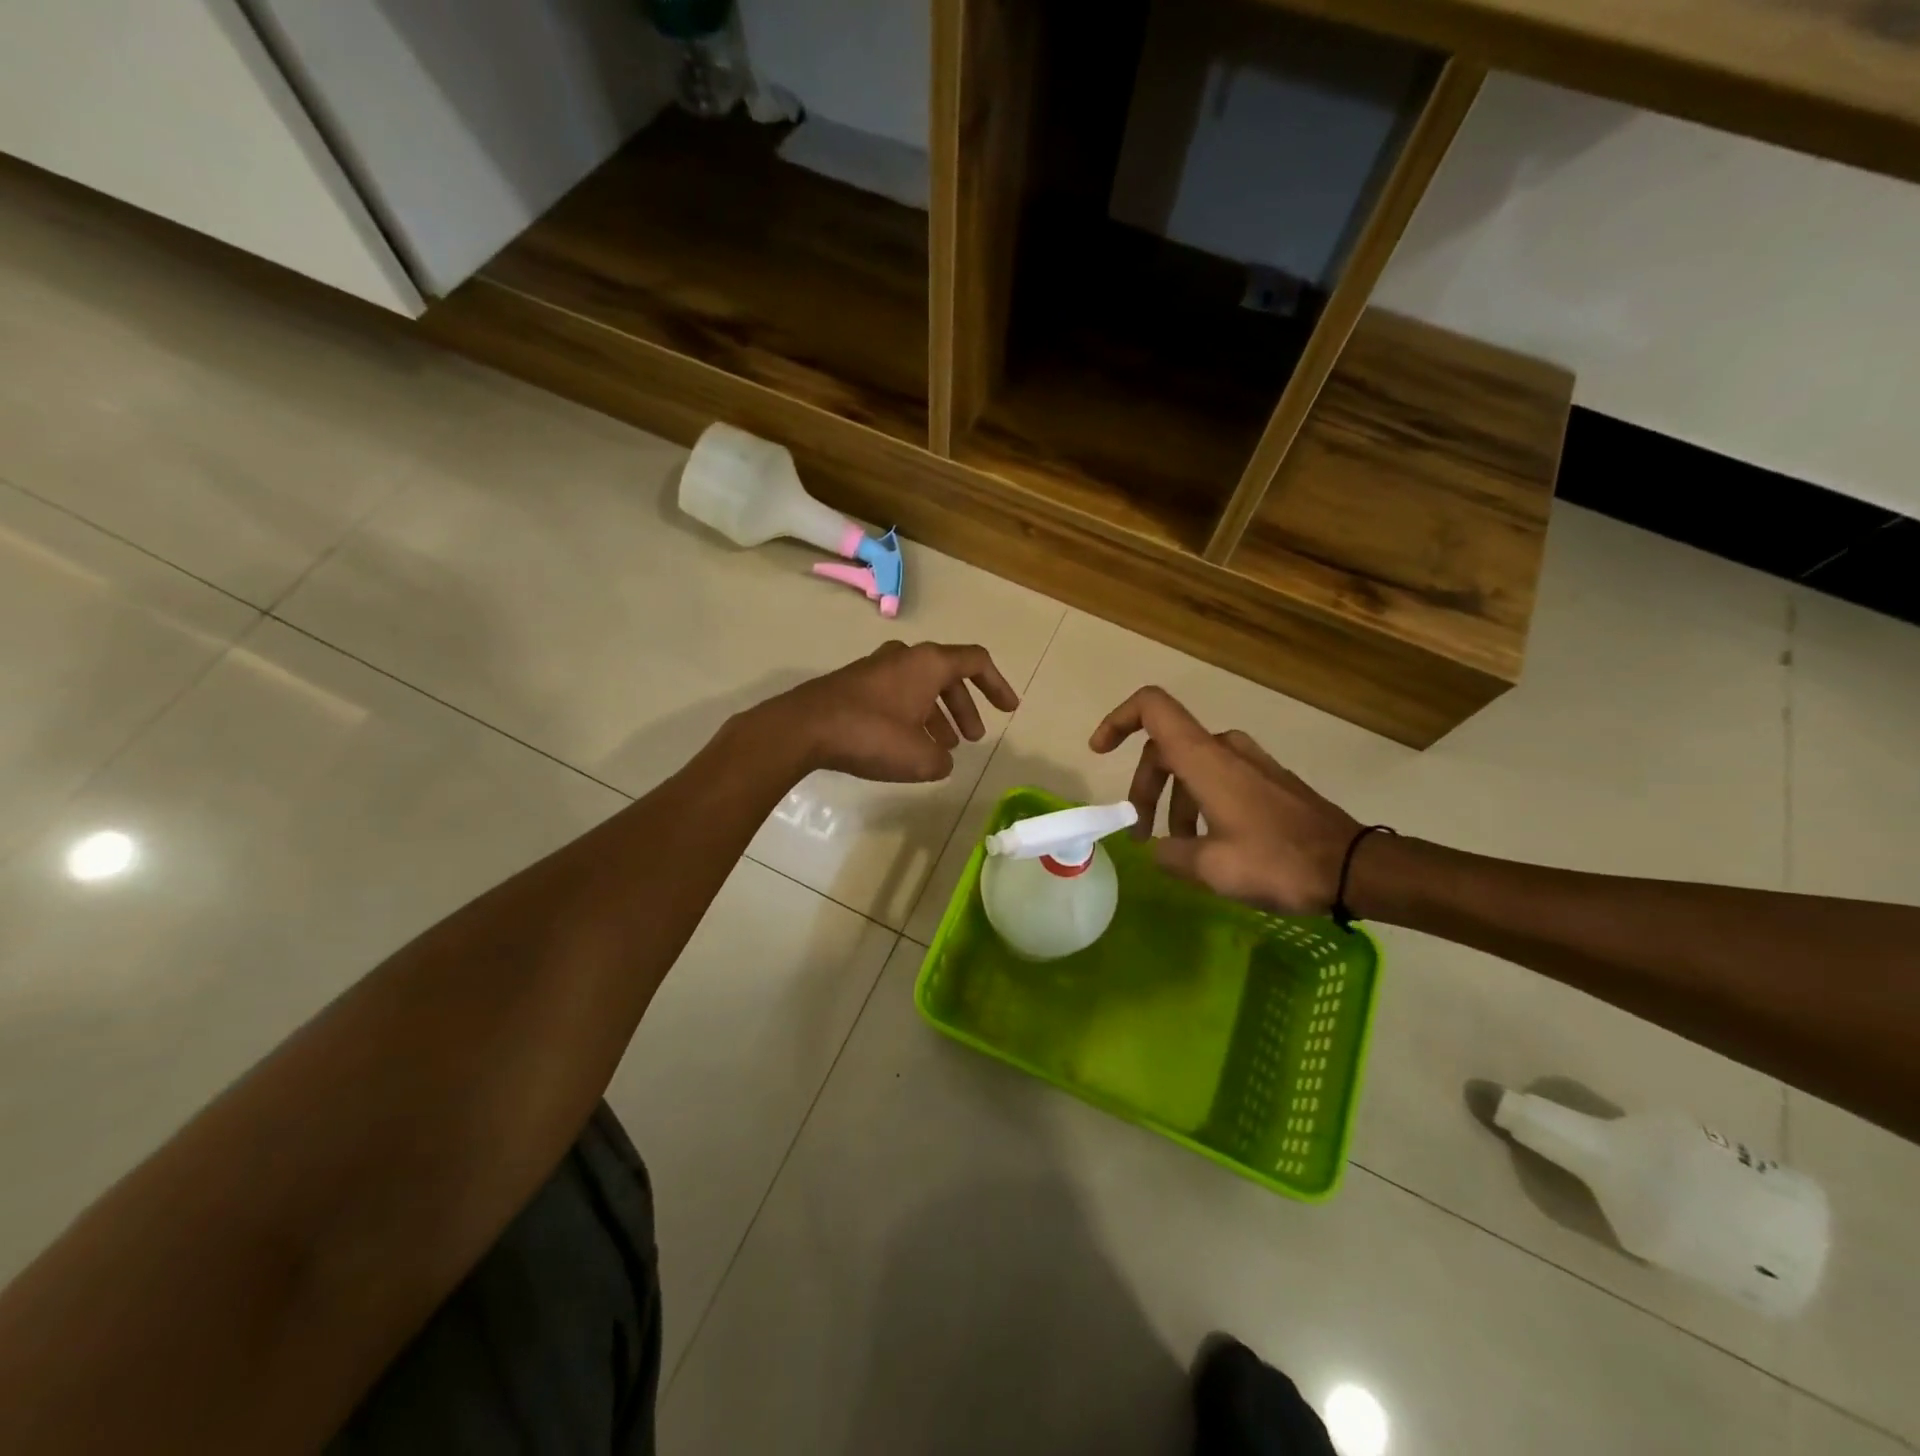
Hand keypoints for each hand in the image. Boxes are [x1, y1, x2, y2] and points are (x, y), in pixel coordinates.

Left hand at [764, 641, 1020, 782]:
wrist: (804, 728)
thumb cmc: (872, 735)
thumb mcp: (919, 758)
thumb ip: (941, 760)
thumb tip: (939, 759)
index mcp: (928, 663)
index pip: (976, 662)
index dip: (997, 685)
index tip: (1009, 710)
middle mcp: (905, 656)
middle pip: (947, 676)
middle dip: (964, 708)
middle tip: (972, 739)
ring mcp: (876, 667)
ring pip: (920, 687)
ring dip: (937, 715)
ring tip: (942, 750)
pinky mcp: (854, 684)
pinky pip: (896, 695)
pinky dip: (911, 716)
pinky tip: (907, 747)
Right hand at [1089, 687, 1359, 913]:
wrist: (1354, 868)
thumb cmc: (1277, 862)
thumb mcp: (1211, 868)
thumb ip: (1170, 855)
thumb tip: (1158, 849)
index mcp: (1205, 759)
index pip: (1152, 708)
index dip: (1118, 719)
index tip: (1099, 752)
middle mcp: (1225, 749)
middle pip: (1165, 748)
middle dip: (1144, 788)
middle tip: (1140, 833)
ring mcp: (1251, 762)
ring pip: (1192, 767)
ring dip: (1173, 802)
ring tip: (1176, 848)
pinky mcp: (1269, 780)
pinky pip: (1218, 777)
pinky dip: (1200, 802)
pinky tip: (1208, 844)